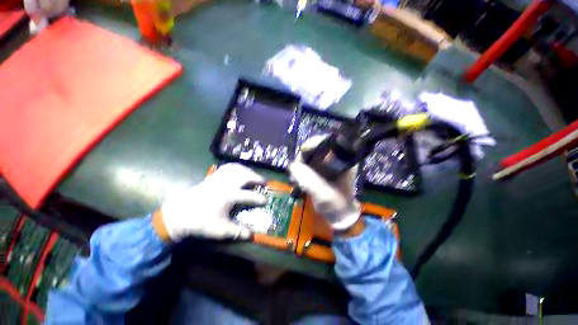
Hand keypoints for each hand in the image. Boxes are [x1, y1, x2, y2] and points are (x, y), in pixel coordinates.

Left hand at [155, 163, 265, 241]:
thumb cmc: (201, 222)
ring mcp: (219, 178)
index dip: (259, 198)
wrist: (179, 214)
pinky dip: (236, 167)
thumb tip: (251, 236)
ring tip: (253, 175)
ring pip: (237, 169)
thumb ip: (237, 232)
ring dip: (248, 171)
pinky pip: (227, 167)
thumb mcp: (220, 230)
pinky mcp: (213, 176)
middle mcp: (226, 184)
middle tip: (264, 182)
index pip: (249, 195)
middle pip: (246, 176)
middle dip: (257, 178)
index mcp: (229, 196)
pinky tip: (239, 170)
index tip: (266, 200)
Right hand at [289, 135, 361, 230]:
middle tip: (295, 169)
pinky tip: (296, 179)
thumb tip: (293, 166)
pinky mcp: (319, 169)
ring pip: (309, 155)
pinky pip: (306, 164)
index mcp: (342, 160)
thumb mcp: (324, 195)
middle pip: (316, 147)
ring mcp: (326, 163)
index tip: (302, 153)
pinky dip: (299, 169)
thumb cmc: (336, 205)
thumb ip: (310, 181)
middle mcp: (334, 158)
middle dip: (303, 157)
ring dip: (300, 164)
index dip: (314, 144)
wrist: (339, 216)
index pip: (327, 142)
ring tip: (294, 178)